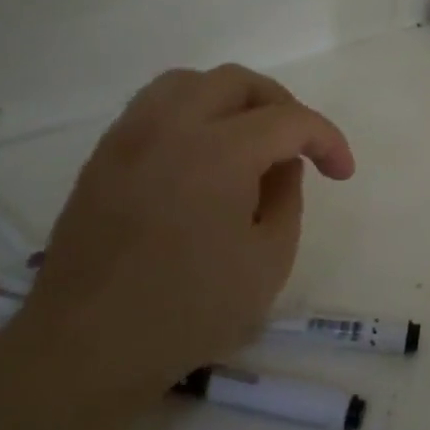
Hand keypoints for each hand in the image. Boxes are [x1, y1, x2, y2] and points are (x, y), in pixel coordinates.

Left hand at [20, 65, 355, 398]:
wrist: (87, 348)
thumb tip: (281, 165)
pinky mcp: (102, 158)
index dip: (327, 140)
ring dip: (231, 101)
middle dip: (282, 106)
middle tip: (299, 146)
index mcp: (218, 152)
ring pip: (188, 83)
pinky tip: (202, 157)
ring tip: (249, 140)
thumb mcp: (269, 259)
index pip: (289, 119)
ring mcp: (128, 139)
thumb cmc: (190, 309)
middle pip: (237, 82)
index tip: (342, 173)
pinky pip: (154, 109)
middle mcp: (170, 128)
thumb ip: (287, 196)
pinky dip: (191, 115)